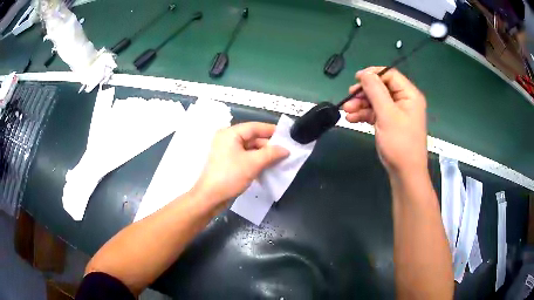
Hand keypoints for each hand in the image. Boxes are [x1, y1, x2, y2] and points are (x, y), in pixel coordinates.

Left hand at [191, 122, 288, 206]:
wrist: (210, 197)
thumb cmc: (230, 176)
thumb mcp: (253, 163)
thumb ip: (271, 154)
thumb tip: (286, 149)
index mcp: (230, 133)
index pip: (255, 127)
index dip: (272, 130)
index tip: (287, 135)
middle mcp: (227, 139)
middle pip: (253, 137)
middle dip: (269, 145)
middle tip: (286, 152)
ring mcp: (227, 151)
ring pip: (250, 148)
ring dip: (264, 154)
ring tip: (280, 160)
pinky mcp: (228, 162)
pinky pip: (246, 157)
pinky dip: (256, 161)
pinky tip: (268, 167)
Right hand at [342, 67, 427, 176]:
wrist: (404, 173)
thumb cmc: (399, 143)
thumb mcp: (387, 114)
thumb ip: (375, 91)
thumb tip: (364, 74)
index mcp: (409, 95)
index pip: (390, 75)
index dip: (373, 74)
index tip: (356, 80)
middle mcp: (404, 101)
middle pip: (381, 88)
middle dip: (364, 93)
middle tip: (349, 97)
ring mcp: (397, 113)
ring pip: (376, 101)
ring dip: (361, 104)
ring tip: (346, 111)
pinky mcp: (390, 123)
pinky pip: (376, 113)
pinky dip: (364, 114)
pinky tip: (352, 119)